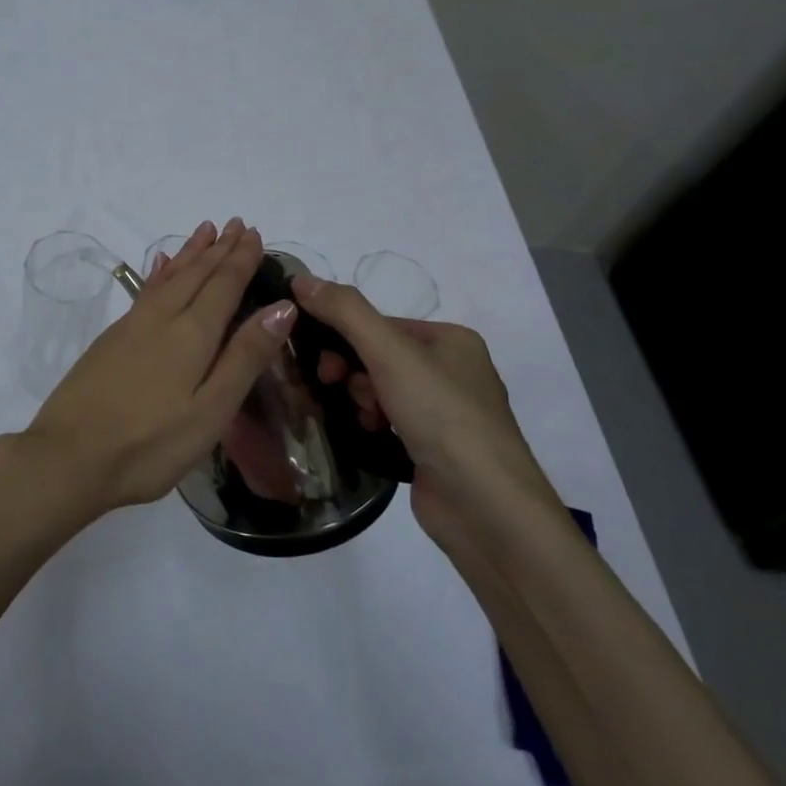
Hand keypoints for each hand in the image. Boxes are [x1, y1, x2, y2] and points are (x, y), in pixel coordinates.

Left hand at [14, 219, 296, 521]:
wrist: (68, 456)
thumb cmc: (149, 444)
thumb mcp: (211, 411)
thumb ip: (245, 357)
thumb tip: (282, 307)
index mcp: (192, 334)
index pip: (223, 285)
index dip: (241, 259)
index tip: (255, 233)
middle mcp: (161, 318)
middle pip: (195, 274)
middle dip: (219, 248)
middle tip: (236, 223)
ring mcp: (131, 326)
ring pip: (168, 277)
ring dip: (190, 253)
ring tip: (204, 230)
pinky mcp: (110, 339)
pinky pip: (145, 290)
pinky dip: (159, 272)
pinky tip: (159, 266)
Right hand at [291, 275, 565, 544]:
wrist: (485, 507)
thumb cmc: (442, 416)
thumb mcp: (390, 352)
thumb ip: (344, 311)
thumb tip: (300, 278)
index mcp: (451, 340)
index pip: (380, 323)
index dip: (344, 336)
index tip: (321, 360)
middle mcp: (452, 371)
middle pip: (378, 356)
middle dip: (352, 371)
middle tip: (334, 386)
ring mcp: (445, 413)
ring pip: (381, 390)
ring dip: (361, 399)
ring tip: (365, 419)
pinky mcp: (434, 449)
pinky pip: (389, 421)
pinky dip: (373, 424)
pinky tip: (370, 435)